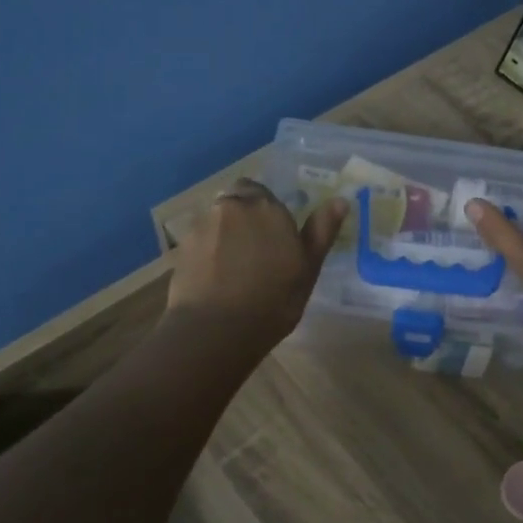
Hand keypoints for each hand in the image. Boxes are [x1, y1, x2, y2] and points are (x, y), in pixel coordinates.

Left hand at [167, 179, 348, 347]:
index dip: (267, 212)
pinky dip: (207, 252)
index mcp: (267, 207)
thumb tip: (341, 200)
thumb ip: (322, 230)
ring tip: (233, 268)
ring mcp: (202, 226)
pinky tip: (214, 279)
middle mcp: (232, 207)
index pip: (263, 192)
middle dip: (243, 217)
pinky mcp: (181, 248)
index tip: (274, 237)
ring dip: (224, 234)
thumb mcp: (308, 268)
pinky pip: (199, 241)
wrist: (216, 329)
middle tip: (255, 251)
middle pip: (237, 201)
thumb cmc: (273, 300)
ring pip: (216, 220)